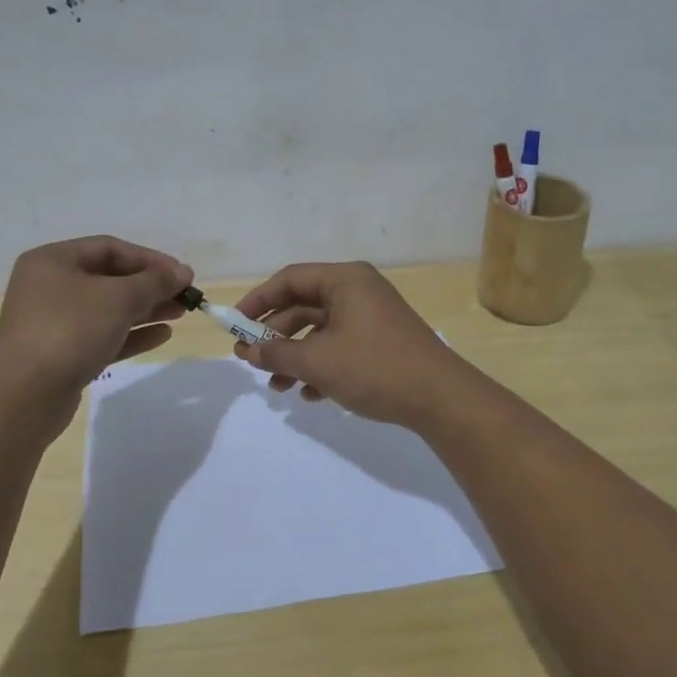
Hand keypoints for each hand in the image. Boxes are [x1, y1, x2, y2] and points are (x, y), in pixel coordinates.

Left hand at [0, 237, 192, 407]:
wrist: (26, 397)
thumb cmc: (71, 331)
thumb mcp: (119, 299)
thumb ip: (155, 282)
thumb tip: (183, 272)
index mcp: (52, 261)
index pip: (110, 248)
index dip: (149, 259)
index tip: (181, 274)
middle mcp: (48, 287)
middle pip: (109, 279)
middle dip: (150, 287)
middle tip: (185, 296)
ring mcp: (53, 323)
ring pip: (108, 309)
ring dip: (145, 310)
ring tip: (180, 314)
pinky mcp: (61, 355)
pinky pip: (101, 336)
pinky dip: (131, 334)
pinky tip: (162, 336)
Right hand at [231, 261, 475, 427]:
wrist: (441, 398)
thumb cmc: (375, 368)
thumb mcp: (319, 362)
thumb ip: (277, 354)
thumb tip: (247, 352)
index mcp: (345, 280)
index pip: (290, 278)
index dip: (258, 300)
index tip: (234, 325)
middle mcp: (358, 291)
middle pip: (304, 305)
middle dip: (276, 336)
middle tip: (251, 360)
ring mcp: (372, 316)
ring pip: (321, 330)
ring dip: (296, 357)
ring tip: (278, 388)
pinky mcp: (381, 342)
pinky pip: (340, 346)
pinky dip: (321, 366)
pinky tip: (310, 395)